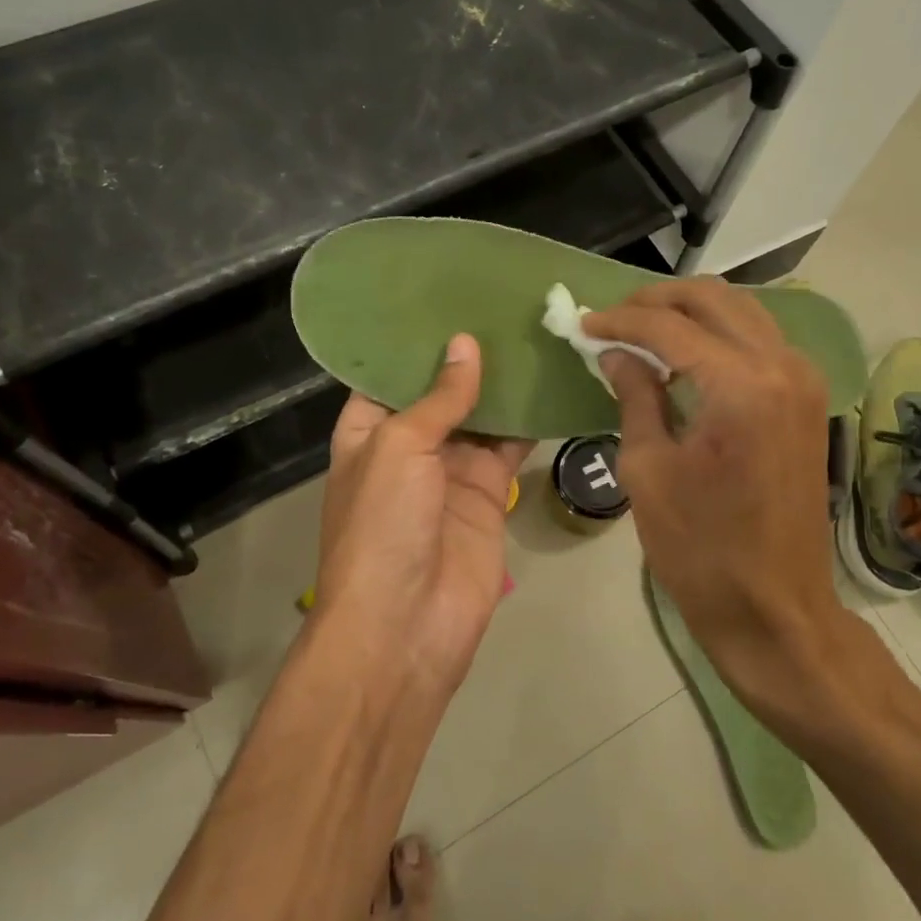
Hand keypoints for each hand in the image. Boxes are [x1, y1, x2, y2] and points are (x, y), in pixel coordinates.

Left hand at [315, 333, 533, 692]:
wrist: (405, 626)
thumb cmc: (383, 526)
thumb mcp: (399, 448)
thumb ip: (439, 398)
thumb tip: (464, 344)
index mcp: (368, 430)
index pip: (390, 372)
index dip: (418, 338)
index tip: (450, 294)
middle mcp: (409, 445)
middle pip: (442, 390)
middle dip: (468, 355)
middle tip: (504, 303)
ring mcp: (451, 470)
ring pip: (481, 415)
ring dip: (503, 383)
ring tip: (533, 330)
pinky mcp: (489, 494)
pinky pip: (511, 447)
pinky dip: (529, 421)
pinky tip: (551, 382)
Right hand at [584, 279, 846, 698]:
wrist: (775, 609)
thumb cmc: (700, 549)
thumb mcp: (648, 469)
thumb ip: (634, 396)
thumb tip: (615, 352)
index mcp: (741, 385)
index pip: (670, 326)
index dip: (620, 321)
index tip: (583, 324)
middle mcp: (782, 366)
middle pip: (714, 298)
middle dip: (657, 301)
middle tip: (613, 320)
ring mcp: (804, 379)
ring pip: (742, 311)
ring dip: (690, 312)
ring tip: (642, 332)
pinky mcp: (808, 398)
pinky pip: (759, 340)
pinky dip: (718, 334)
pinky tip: (684, 357)